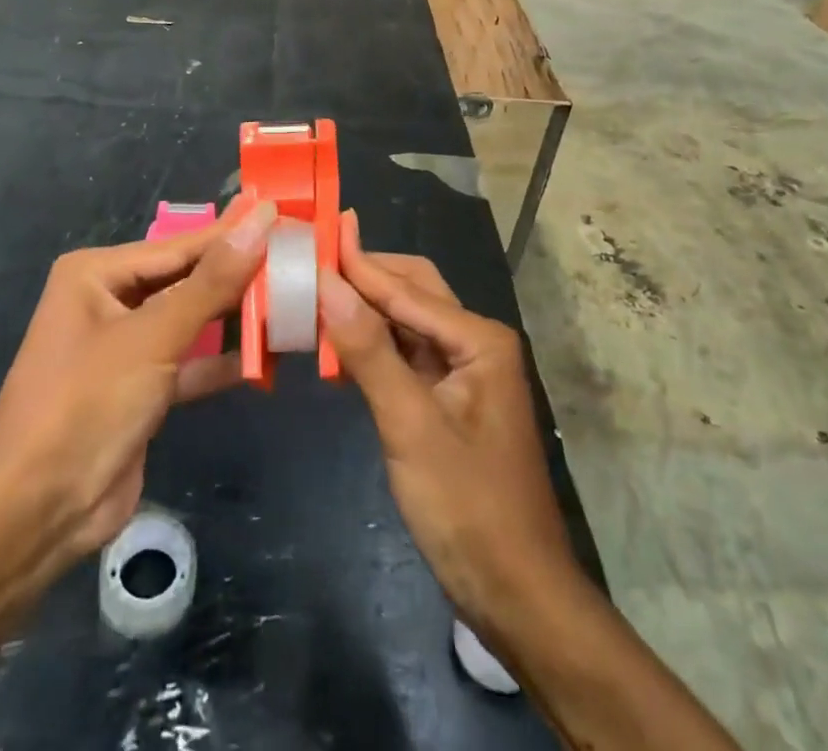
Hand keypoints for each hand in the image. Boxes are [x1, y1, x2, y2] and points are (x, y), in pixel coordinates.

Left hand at [0, 194, 275, 585]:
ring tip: (291, 300)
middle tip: (296, 258)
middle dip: (237, 276)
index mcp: (96, 274)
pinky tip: (265, 356)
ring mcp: (124, 348)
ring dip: (233, 318)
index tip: (283, 216)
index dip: (232, 234)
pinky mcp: (139, 390)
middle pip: (186, 280)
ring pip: (190, 321)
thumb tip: (259, 220)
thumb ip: (212, 281)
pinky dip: (220, 361)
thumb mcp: (153, 336)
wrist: (36, 513)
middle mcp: (108, 301)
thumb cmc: (87, 403)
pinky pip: (188, 362)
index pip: (179, 246)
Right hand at [318, 212, 581, 643]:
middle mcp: (475, 342)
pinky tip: (336, 343)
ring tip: (314, 292)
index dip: (356, 264)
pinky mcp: (447, 399)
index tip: (314, 233)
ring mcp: (463, 371)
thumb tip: (326, 282)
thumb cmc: (468, 507)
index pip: (405, 289)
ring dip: (364, 309)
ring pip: (406, 322)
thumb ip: (369, 351)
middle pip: (412, 291)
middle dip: (364, 275)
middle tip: (311, 260)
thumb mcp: (411, 427)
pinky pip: (405, 354)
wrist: (516, 594)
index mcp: (479, 339)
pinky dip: (371, 345)